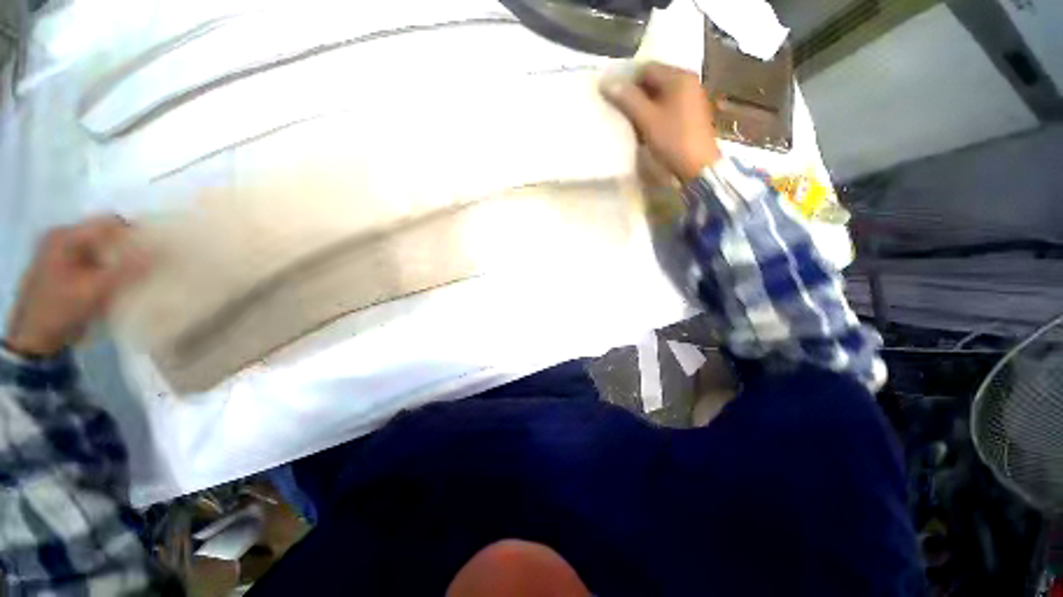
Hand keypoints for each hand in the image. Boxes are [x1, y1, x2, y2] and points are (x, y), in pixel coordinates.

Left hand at [4, 217, 147, 357]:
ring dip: (122, 260)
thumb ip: (128, 269)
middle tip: (153, 263)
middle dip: (130, 248)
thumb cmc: (60, 309)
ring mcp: (63, 254)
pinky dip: (112, 269)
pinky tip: (122, 282)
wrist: (34, 338)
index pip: (110, 223)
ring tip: (142, 274)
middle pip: (106, 235)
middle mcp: (64, 238)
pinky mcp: (67, 269)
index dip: (136, 233)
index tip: (159, 249)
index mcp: (66, 235)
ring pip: (102, 249)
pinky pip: (96, 261)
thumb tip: (161, 251)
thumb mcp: (94, 289)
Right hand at [602, 62, 721, 181]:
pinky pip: (669, 106)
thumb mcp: (647, 119)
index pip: (647, 68)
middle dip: (637, 94)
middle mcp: (688, 81)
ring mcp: (692, 98)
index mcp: (679, 77)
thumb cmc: (673, 139)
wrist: (698, 166)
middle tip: (622, 110)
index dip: (628, 81)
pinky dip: (656, 113)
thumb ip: (628, 99)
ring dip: (645, 105)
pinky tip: (648, 128)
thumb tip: (606, 83)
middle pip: (655, 80)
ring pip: (661, 94)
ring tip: (632, 121)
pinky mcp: (692, 114)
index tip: (616, 98)